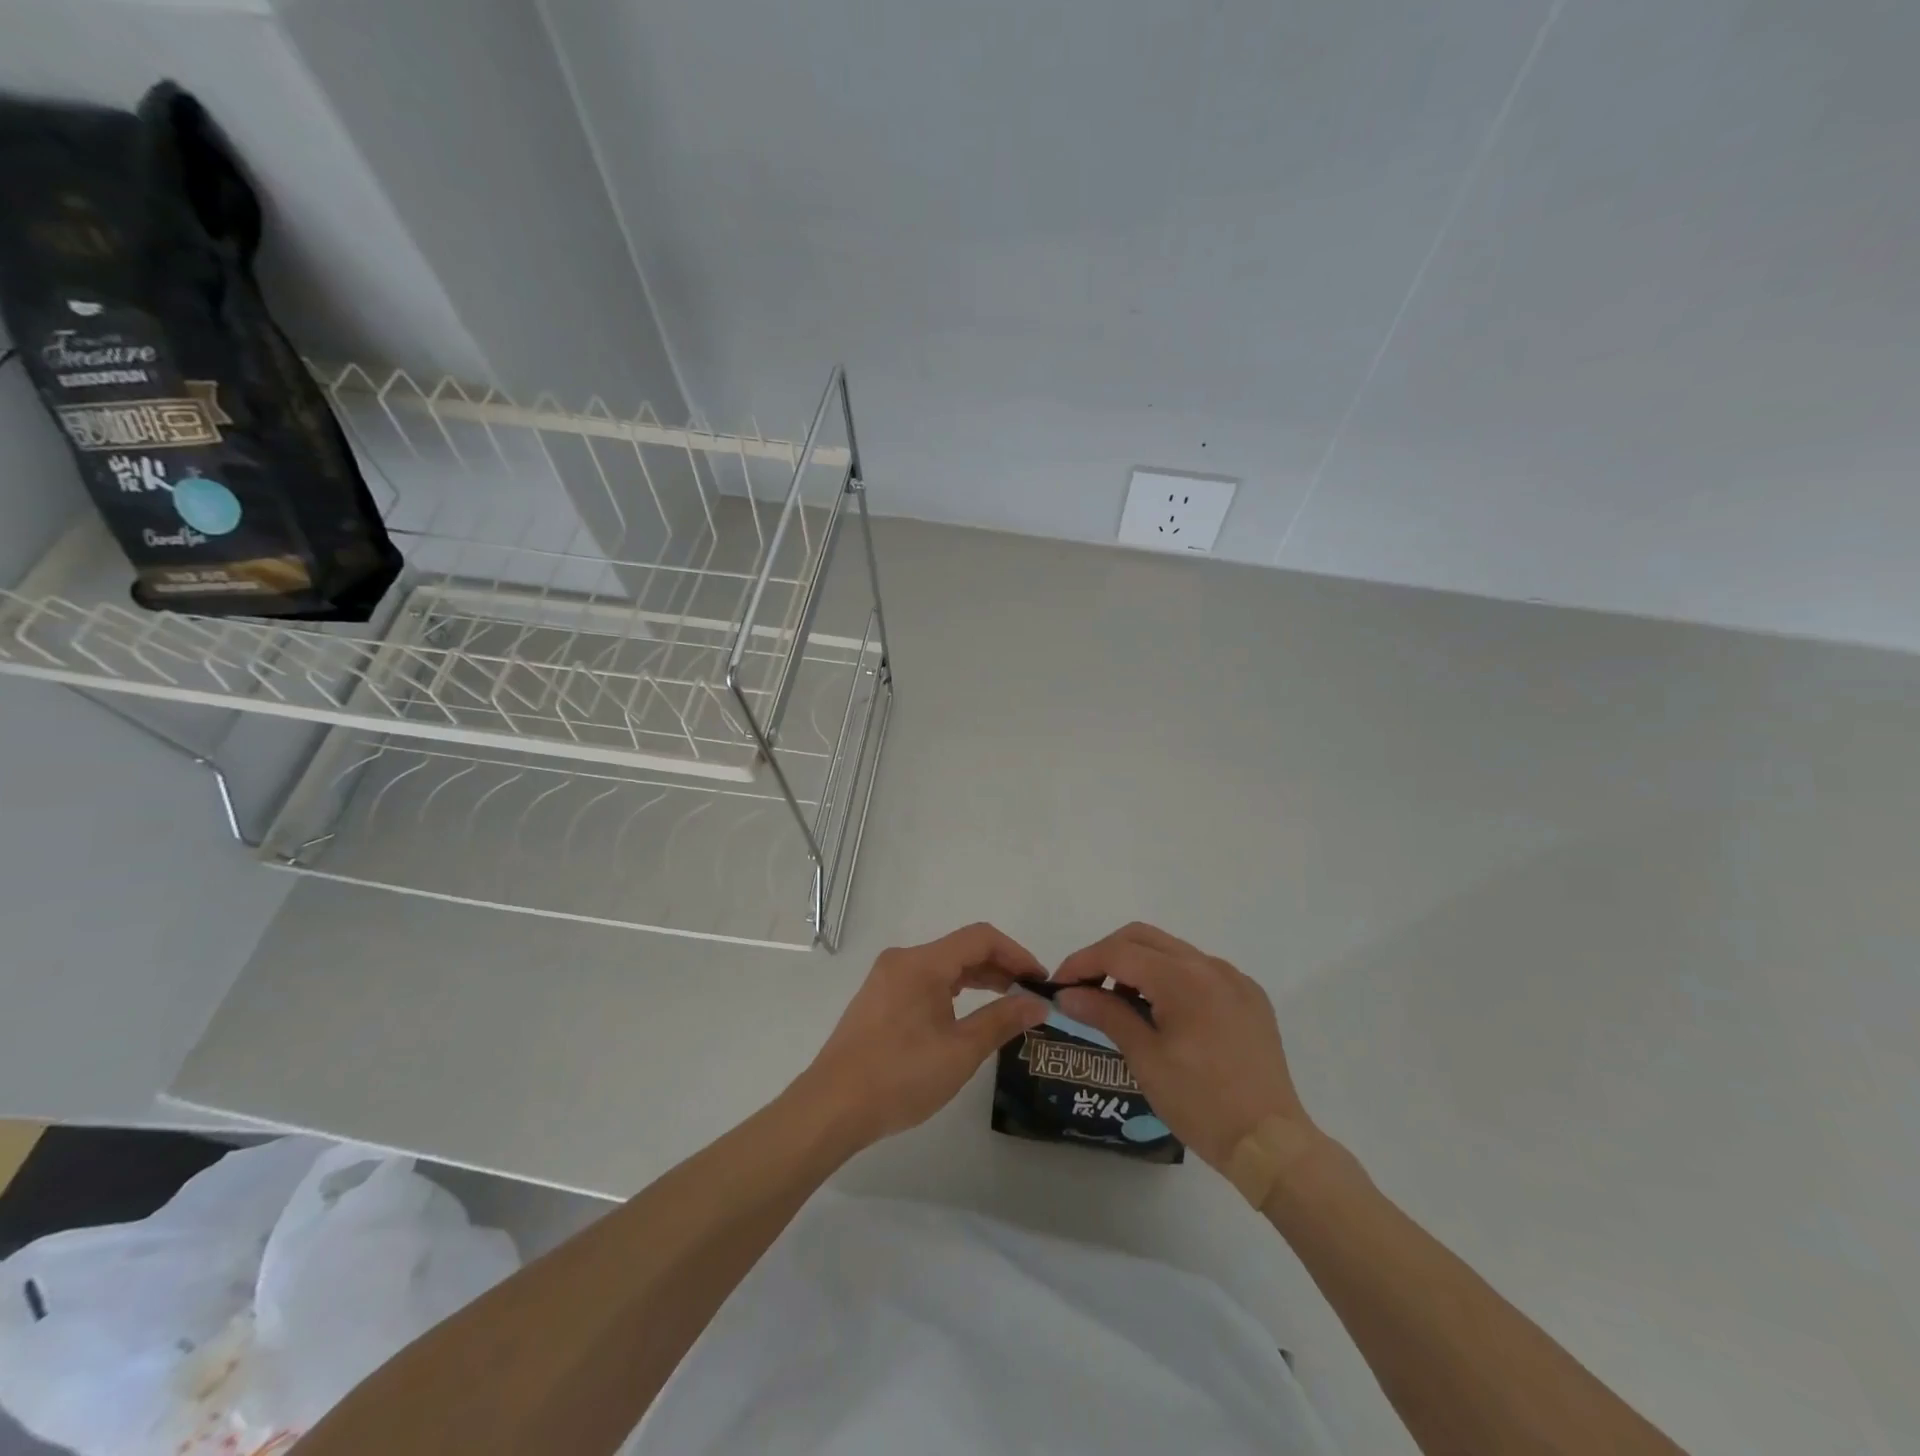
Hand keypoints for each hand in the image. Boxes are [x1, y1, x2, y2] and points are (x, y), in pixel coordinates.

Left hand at [794, 923, 1049, 1151]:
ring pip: (942, 966)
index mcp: (922, 962)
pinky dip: (953, 991)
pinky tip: (966, 1015)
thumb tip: (1038, 1003)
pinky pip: (925, 982)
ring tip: (1007, 1005)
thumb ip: (1002, 1020)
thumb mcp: (960, 1051)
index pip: (980, 938)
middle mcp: (903, 960)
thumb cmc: (900, 1076)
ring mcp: (886, 979)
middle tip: (1030, 996)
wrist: (831, 1108)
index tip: (1041, 980)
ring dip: (977, 980)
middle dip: (1000, 967)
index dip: (1016, 954)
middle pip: (961, 949)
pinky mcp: (878, 999)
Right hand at [1053, 923, 1317, 1172]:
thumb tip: (1067, 994)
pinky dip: (1170, 978)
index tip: (1058, 985)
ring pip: (1171, 951)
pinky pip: (1199, 971)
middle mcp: (1210, 965)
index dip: (1082, 963)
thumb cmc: (1201, 1103)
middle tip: (1083, 987)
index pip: (1118, 952)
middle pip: (1143, 938)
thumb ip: (1105, 1014)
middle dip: (1107, 955)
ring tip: (1118, 1002)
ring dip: (1138, 965)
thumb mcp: (1145, 1058)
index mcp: (1183, 978)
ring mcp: (1234, 979)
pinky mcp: (1249, 997)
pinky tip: (1162, 1012)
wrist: (1271, 1143)